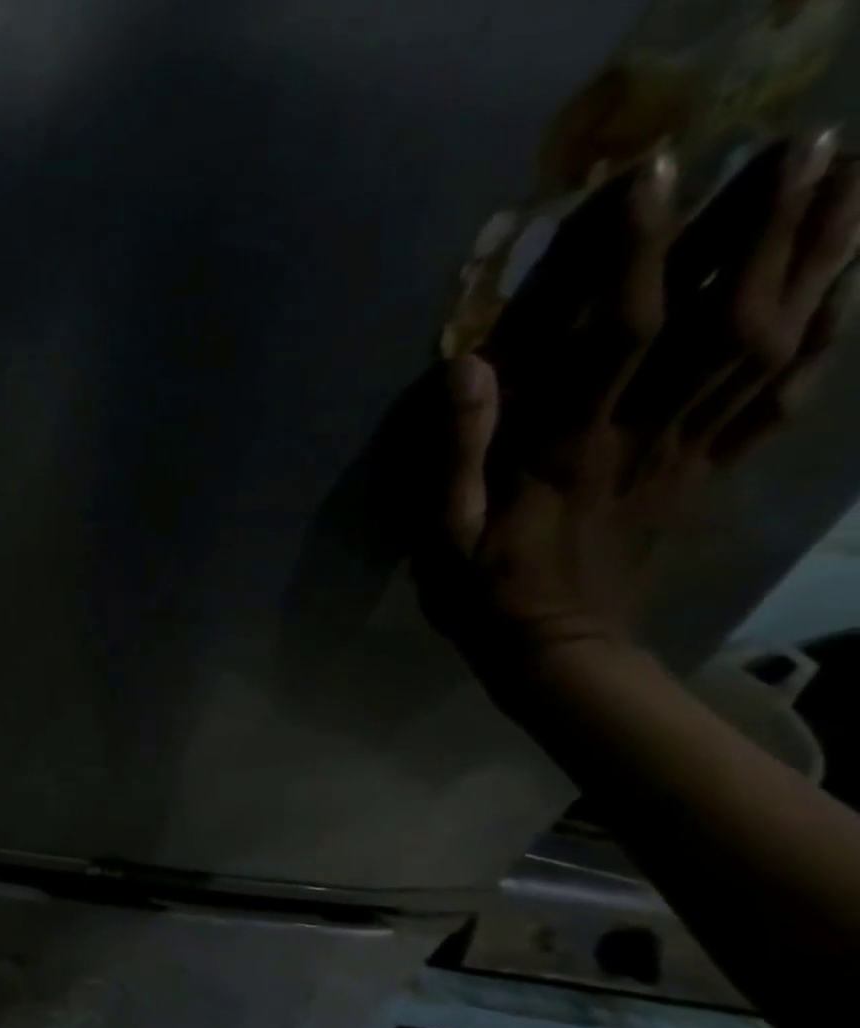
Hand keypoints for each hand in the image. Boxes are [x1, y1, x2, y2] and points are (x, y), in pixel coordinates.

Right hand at [408, 133, 858, 681]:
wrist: (554, 651)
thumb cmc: (484, 592)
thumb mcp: (444, 534)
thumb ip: (457, 453)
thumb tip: (469, 367)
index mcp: (573, 450)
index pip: (619, 334)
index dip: (637, 252)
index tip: (650, 172)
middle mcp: (648, 436)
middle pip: (727, 320)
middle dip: (766, 228)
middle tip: (805, 141)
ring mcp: (691, 453)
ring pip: (773, 345)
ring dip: (820, 258)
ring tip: (854, 177)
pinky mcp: (708, 473)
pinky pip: (781, 399)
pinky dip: (826, 338)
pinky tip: (851, 288)